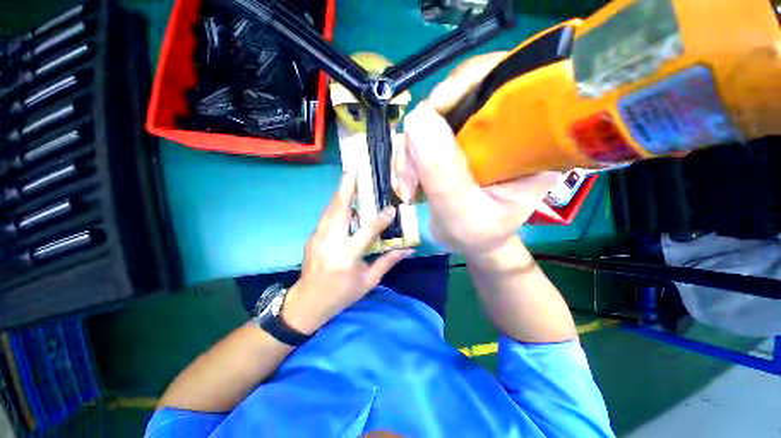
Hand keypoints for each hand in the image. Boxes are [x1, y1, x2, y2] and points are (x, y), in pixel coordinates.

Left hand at [283, 173, 412, 333]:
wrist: (308, 302)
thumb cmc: (342, 294)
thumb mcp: (368, 281)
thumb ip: (387, 261)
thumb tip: (407, 250)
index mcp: (347, 256)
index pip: (367, 231)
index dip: (381, 219)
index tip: (391, 209)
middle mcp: (331, 242)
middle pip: (339, 210)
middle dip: (347, 189)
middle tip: (354, 171)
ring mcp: (318, 238)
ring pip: (330, 209)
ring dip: (341, 193)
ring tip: (349, 178)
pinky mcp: (312, 237)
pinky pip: (327, 216)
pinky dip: (336, 205)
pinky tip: (344, 200)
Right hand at [394, 53, 559, 258]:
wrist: (473, 240)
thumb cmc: (479, 234)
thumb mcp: (463, 214)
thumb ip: (444, 174)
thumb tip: (416, 119)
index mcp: (527, 138)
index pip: (502, 80)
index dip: (460, 87)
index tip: (426, 128)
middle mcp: (502, 124)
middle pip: (453, 97)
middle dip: (420, 139)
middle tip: (410, 181)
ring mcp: (474, 130)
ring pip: (428, 118)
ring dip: (408, 153)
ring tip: (408, 189)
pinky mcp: (453, 139)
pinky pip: (419, 133)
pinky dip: (405, 156)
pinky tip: (406, 182)